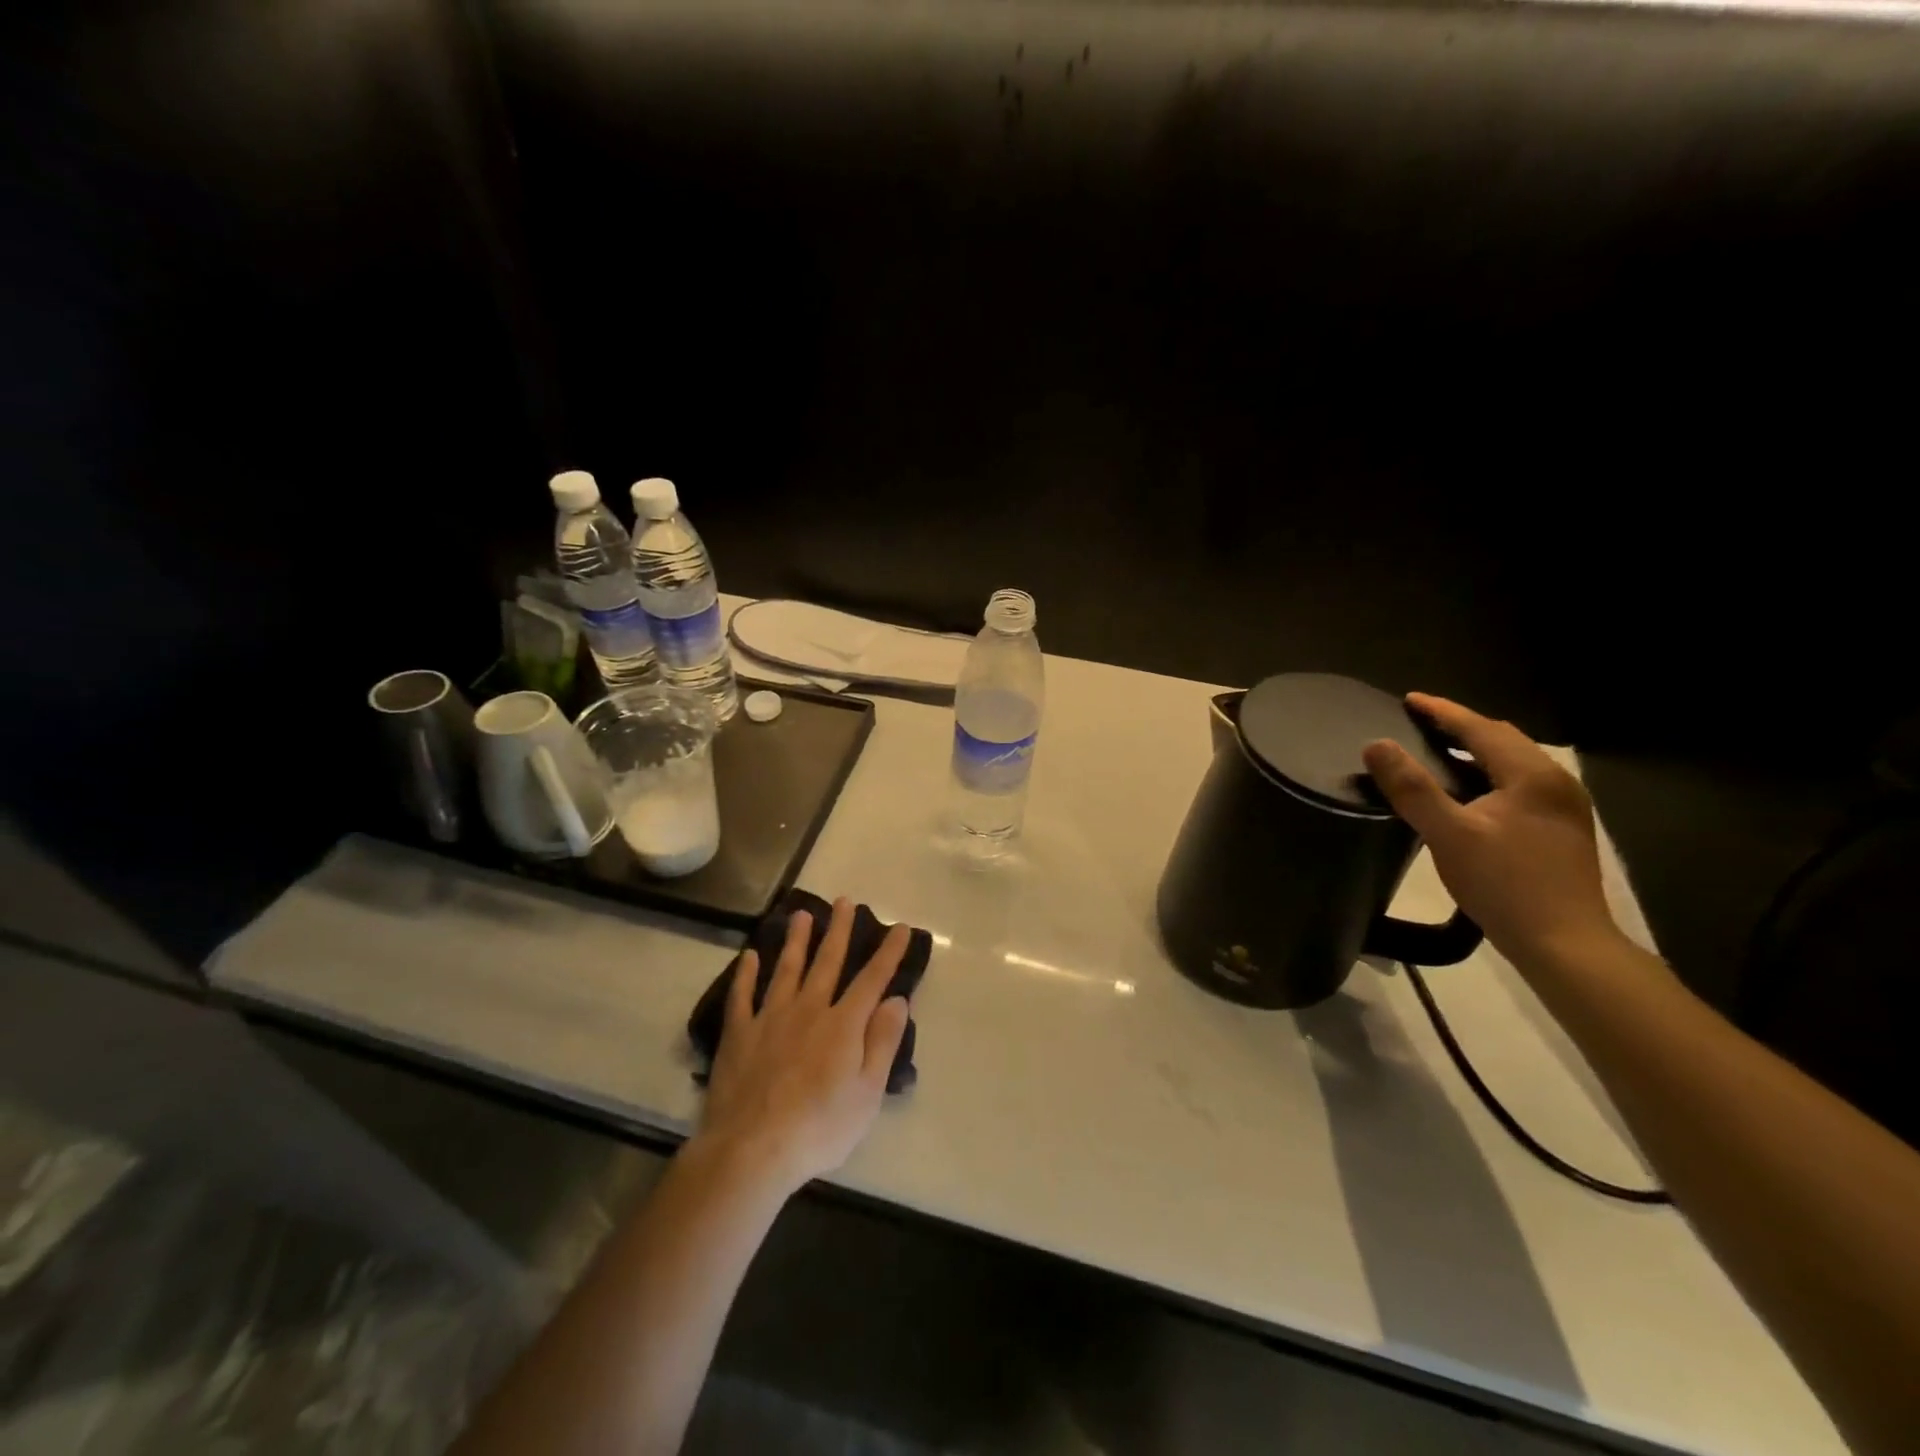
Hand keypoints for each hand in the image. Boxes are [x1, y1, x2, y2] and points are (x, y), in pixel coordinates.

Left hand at [693, 898, 912, 1196]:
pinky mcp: (739, 1034)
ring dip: (795, 940)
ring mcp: (770, 1018)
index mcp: (843, 1025)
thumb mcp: (868, 1093)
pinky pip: (742, 996)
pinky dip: (745, 974)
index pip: (872, 980)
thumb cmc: (820, 1127)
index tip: (900, 927)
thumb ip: (883, 1042)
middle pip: (827, 962)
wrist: (752, 1149)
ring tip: (801, 914)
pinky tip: (749, 956)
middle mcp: (808, 1009)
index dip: (888, 953)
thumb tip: (898, 999)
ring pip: (786, 969)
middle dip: (839, 930)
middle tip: (844, 901)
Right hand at [1361, 693, 1621, 966]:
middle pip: (1503, 740)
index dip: (1442, 712)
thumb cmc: (1505, 884)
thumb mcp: (1448, 834)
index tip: (1408, 700)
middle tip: (1420, 723)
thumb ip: (1411, 788)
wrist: (1565, 944)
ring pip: (1513, 763)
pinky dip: (1487, 774)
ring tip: (1437, 753)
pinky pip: (1518, 784)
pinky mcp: (1561, 830)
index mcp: (1531, 776)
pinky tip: (1468, 792)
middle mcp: (1556, 782)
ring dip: (1475, 752)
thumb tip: (1375, 744)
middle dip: (1460, 727)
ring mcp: (1564, 807)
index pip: (1481, 728)